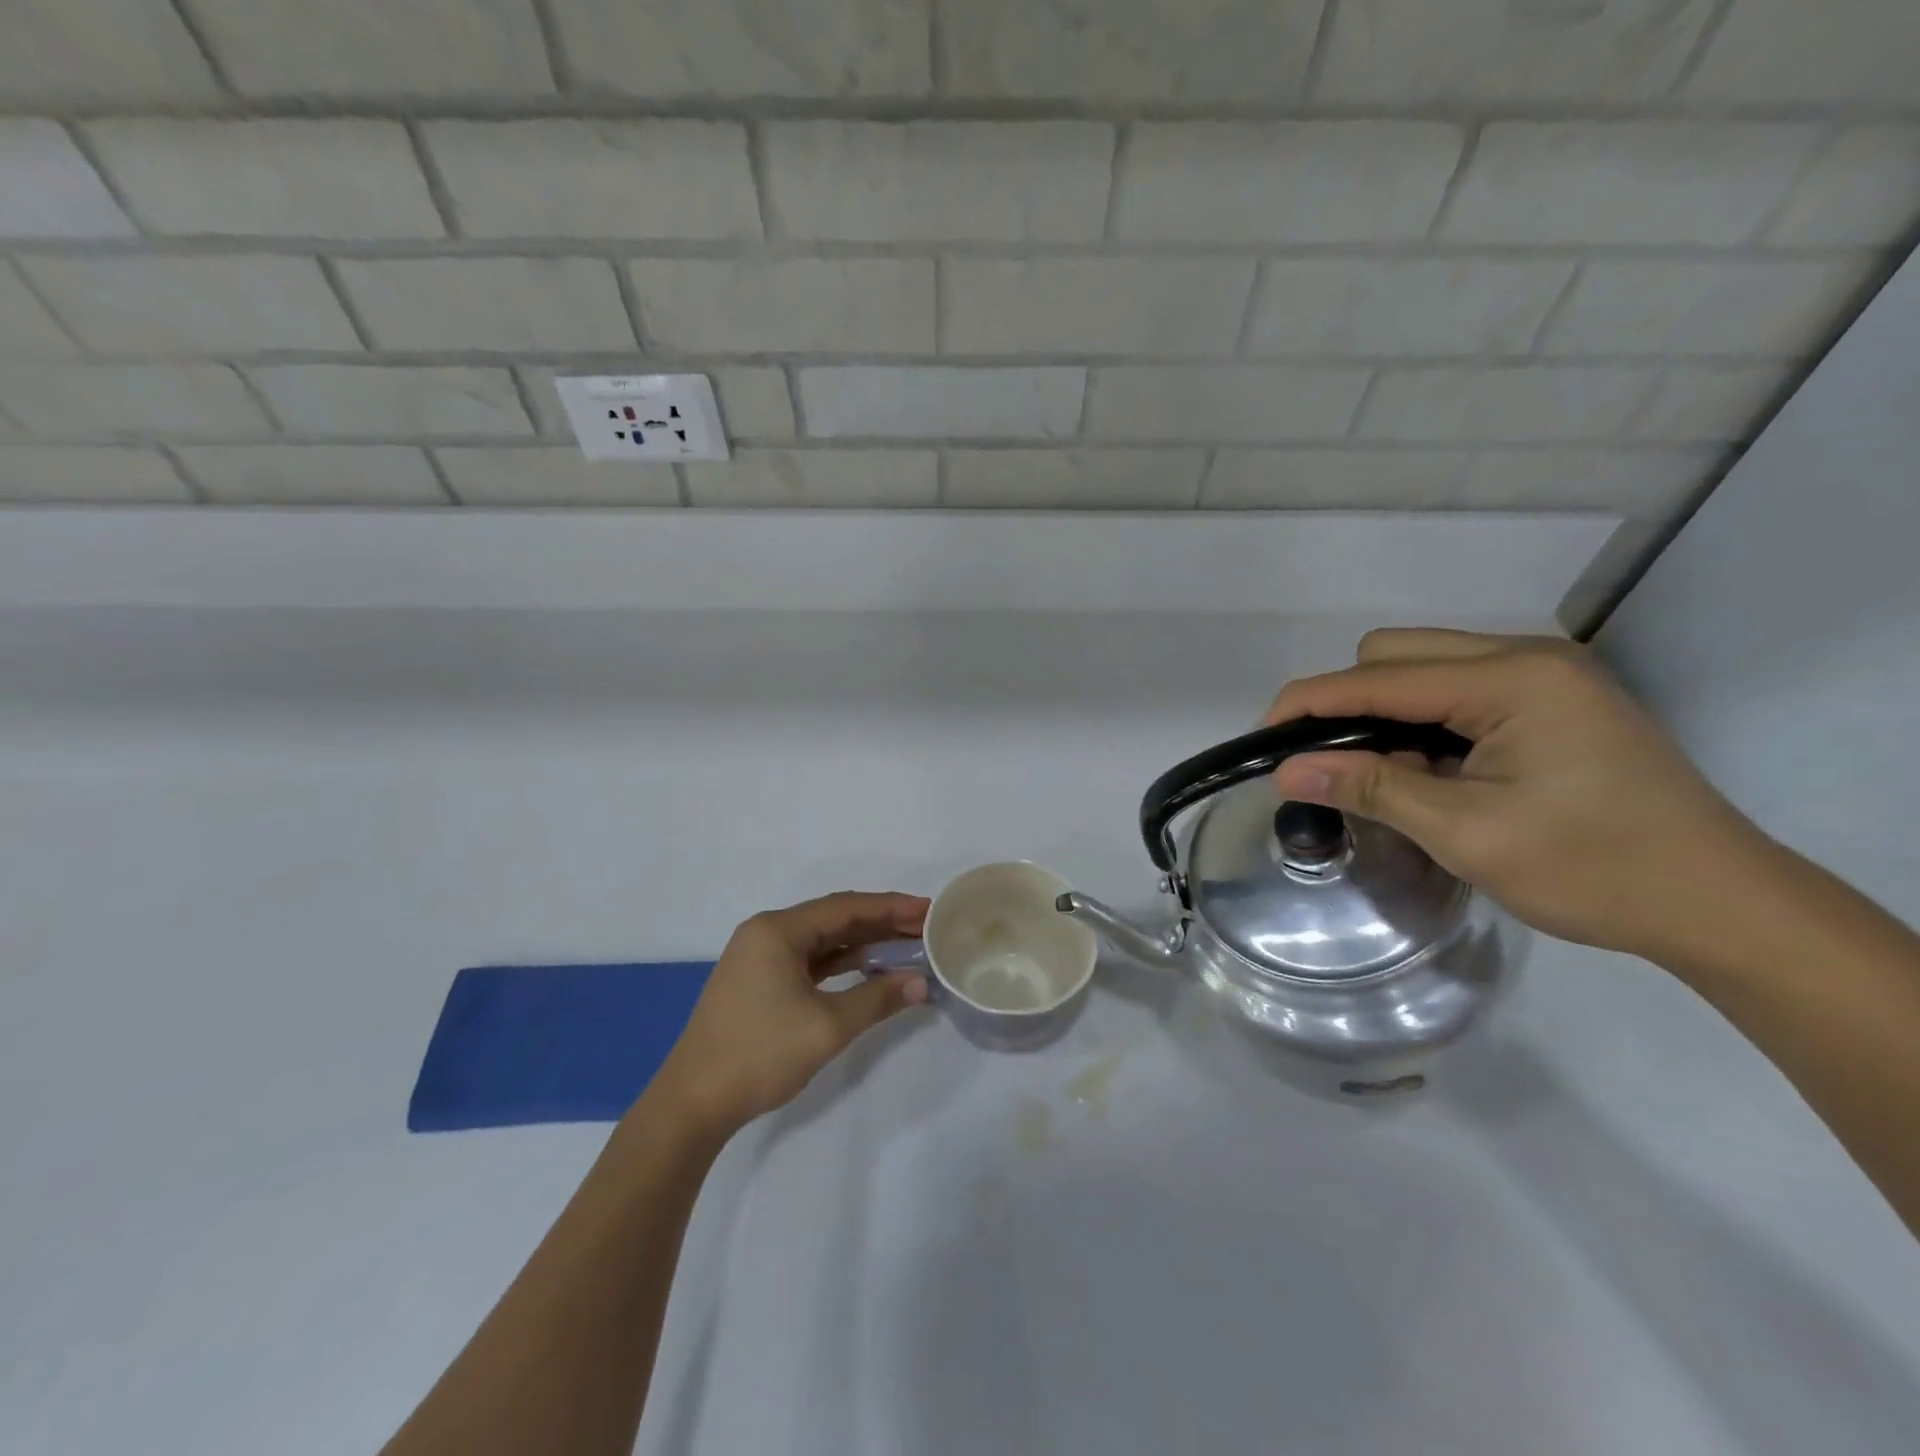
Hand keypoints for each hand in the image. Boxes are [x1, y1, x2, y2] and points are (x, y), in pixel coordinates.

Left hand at [650, 892, 930, 1135]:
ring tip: (906, 946)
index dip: (890, 907)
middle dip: (880, 923)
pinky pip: (809, 960)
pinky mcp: (760, 982)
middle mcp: (767, 933)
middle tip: (925, 927)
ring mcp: (760, 958)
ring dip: (863, 943)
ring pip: (822, 941)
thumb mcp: (826, 1027)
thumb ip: (877, 999)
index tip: (928, 910)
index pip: (845, 908)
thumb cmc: (759, 1054)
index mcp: (777, 930)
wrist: (692, 1104)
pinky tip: (870, 969)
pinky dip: (841, 963)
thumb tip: (920, 983)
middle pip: (834, 919)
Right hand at [1264, 629, 1778, 963]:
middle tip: (1330, 764)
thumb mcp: (1468, 833)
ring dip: (1382, 712)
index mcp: (1513, 679)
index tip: (1263, 741)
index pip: (1378, 677)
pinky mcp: (1550, 699)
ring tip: (1378, 773)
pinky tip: (1424, 768)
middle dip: (1346, 702)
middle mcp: (1527, 657)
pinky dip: (1420, 722)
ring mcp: (1543, 675)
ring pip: (1422, 667)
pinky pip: (1455, 689)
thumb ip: (1372, 787)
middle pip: (1395, 653)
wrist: (1719, 904)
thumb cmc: (1594, 869)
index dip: (1309, 704)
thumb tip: (1285, 771)